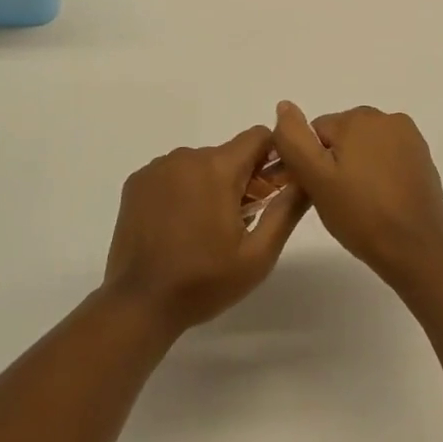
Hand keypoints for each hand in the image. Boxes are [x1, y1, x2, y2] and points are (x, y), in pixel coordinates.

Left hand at [102, 126, 308, 333]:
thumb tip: (306, 178)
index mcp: (218, 168)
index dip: (272, 156)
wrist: (139, 304)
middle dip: (240, 179)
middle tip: (240, 221)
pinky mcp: (137, 182)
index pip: (257, 137)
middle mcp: (187, 157)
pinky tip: (176, 226)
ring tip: (204, 229)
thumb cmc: (204, 281)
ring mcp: (157, 168)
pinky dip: (181, 191)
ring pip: (199, 164)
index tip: (272, 186)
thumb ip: (286, 210)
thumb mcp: (258, 255)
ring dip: (209, 185)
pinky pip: (171, 174)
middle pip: (227, 155)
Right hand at [271, 103, 442, 286]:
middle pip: (342, 137)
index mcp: (358, 118)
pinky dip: (379, 175)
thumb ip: (293, 139)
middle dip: (334, 164)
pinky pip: (387, 159)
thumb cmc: (361, 214)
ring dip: (356, 168)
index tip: (315, 191)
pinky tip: (380, 202)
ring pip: (365, 148)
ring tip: (359, 205)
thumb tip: (284, 106)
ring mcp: (409, 138)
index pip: (315, 133)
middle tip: (336, 201)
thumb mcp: (315, 178)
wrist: (417, 250)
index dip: (309, 163)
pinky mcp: (423, 159)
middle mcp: (387, 118)